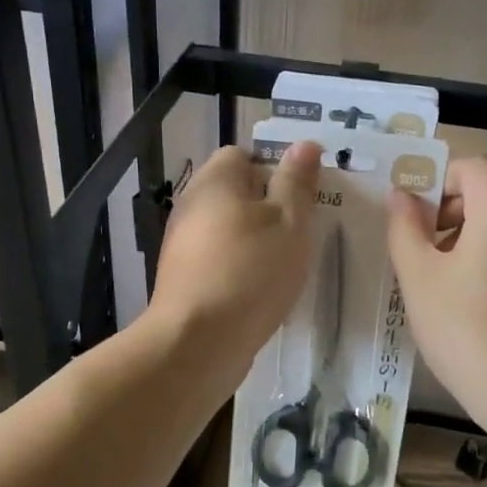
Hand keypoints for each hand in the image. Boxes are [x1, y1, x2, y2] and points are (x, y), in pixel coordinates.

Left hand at [147, 142, 320, 363]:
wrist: (198, 342)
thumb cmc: (251, 271)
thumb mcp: (290, 221)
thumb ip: (297, 181)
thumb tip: (304, 144)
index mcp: (215, 180)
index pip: (242, 155)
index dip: (275, 170)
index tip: (301, 197)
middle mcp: (191, 205)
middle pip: (234, 193)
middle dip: (269, 208)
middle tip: (302, 231)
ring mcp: (182, 244)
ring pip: (228, 230)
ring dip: (256, 242)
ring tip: (287, 265)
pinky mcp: (183, 279)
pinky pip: (219, 261)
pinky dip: (240, 270)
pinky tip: (262, 292)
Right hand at [387, 155, 486, 426]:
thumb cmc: (466, 328)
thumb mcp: (419, 276)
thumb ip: (404, 228)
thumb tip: (402, 196)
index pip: (472, 166)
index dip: (436, 180)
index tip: (410, 216)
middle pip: (486, 194)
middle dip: (444, 211)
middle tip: (415, 251)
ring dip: (460, 239)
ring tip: (433, 282)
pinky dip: (482, 261)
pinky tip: (461, 304)